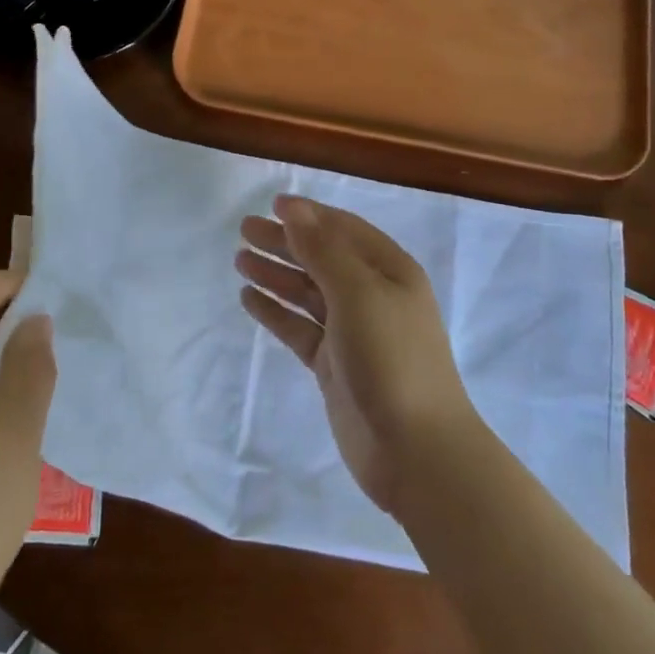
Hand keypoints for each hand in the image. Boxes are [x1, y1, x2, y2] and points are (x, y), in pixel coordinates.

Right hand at [236, 197, 480, 513]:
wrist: (414, 449)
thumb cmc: (391, 358)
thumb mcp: (358, 293)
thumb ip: (323, 250)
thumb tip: (294, 209)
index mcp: (391, 271)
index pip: (344, 230)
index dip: (310, 215)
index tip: (273, 204)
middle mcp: (373, 296)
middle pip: (323, 258)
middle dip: (286, 242)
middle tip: (244, 230)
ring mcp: (353, 332)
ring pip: (308, 293)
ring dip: (277, 275)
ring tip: (240, 260)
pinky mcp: (335, 364)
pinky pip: (300, 328)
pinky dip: (276, 312)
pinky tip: (250, 299)